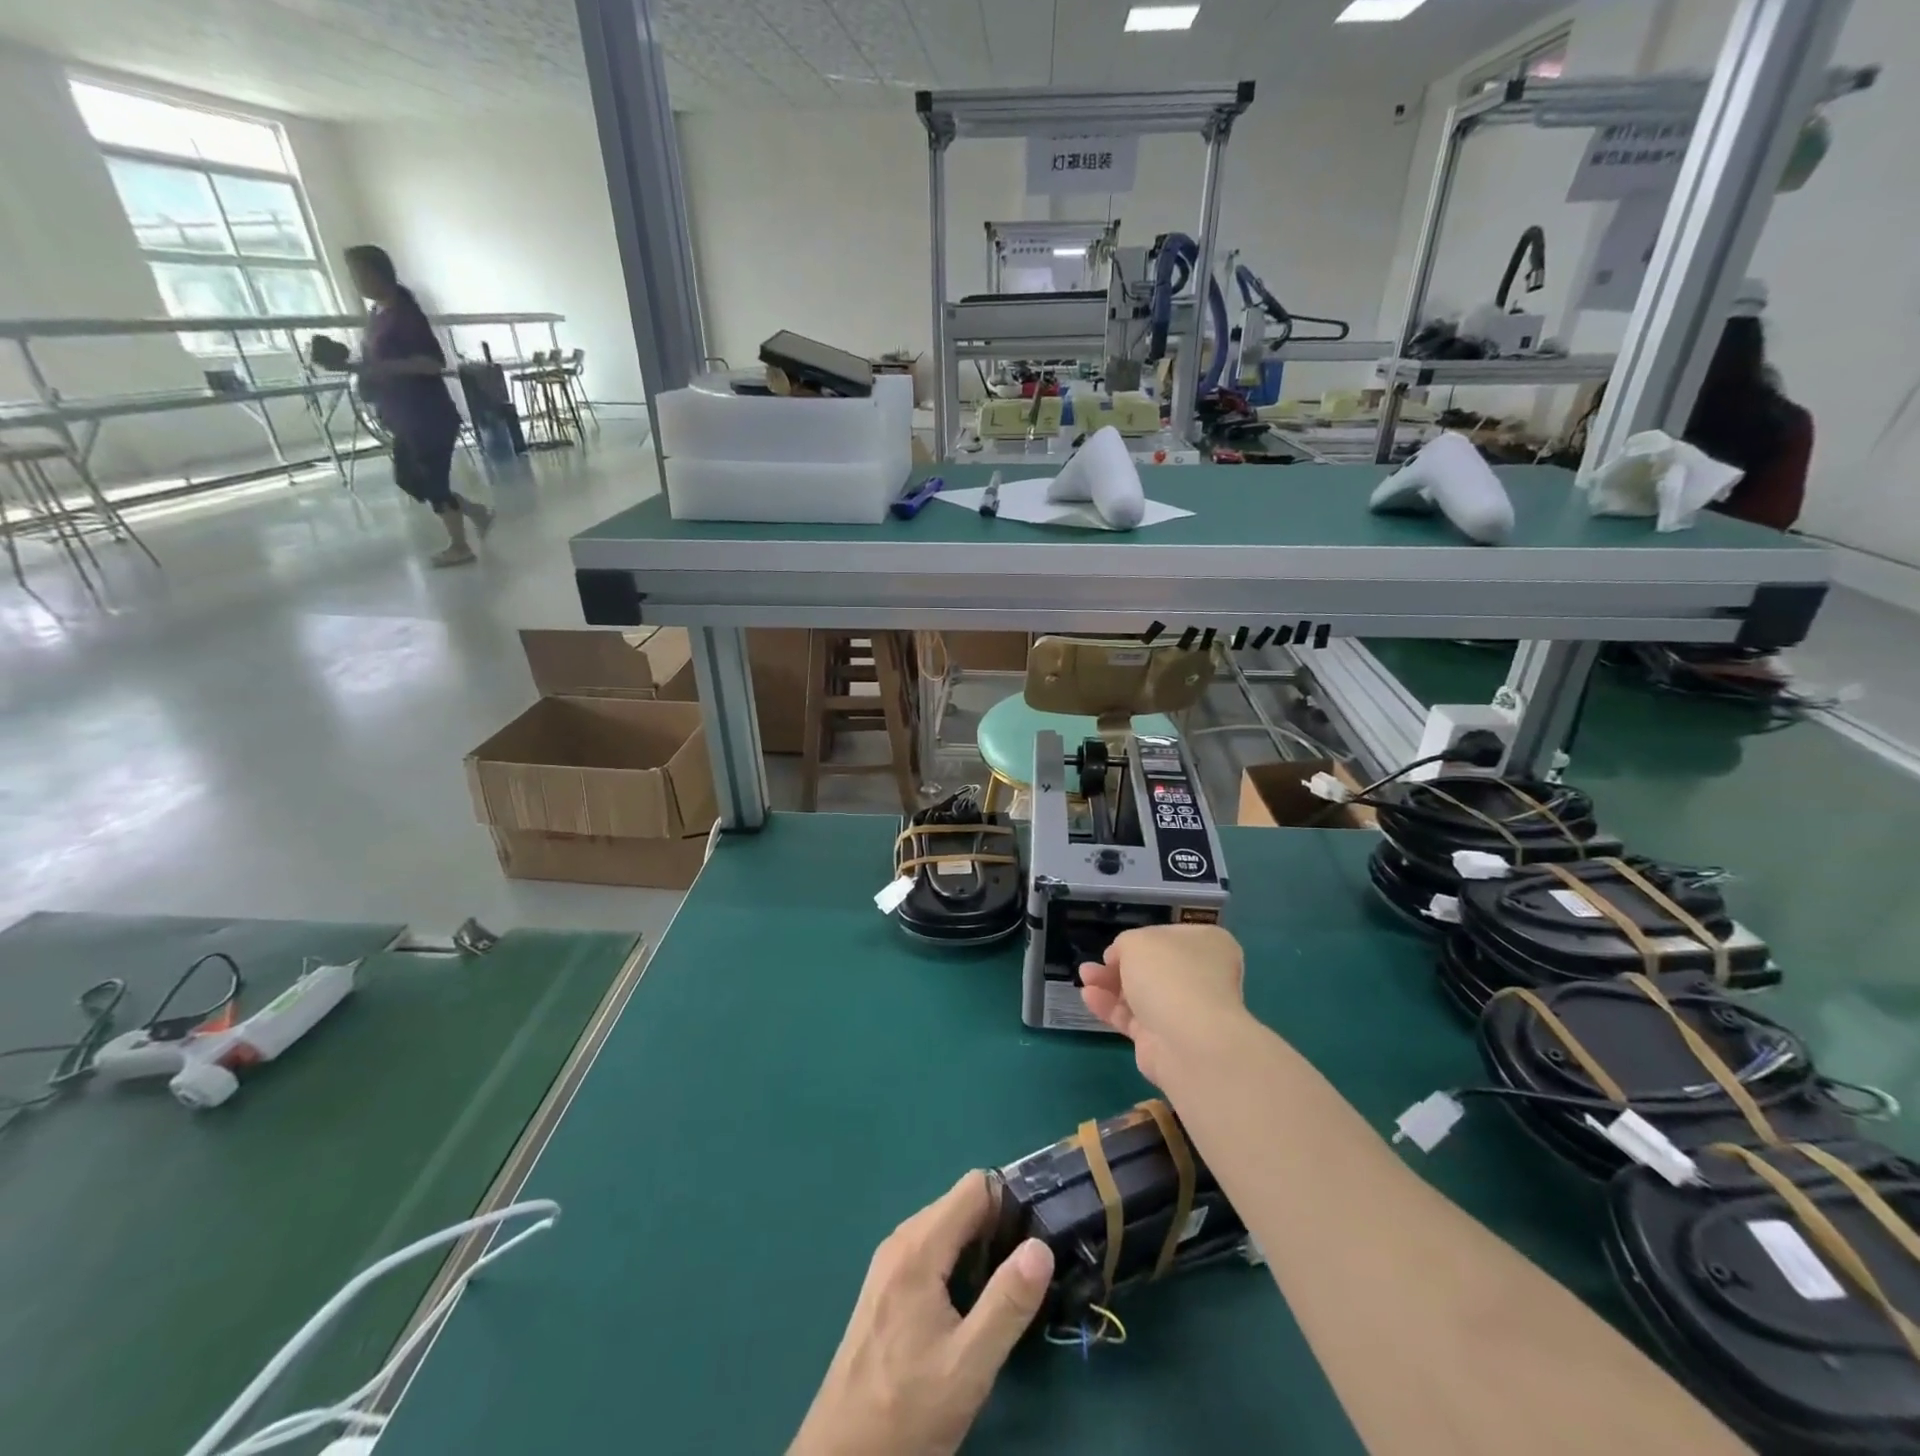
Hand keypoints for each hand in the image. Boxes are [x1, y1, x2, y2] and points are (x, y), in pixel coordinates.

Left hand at [789, 1172, 1053, 1455]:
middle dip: (998, 1224)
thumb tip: (1040, 1247)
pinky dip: (957, 1261)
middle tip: (1028, 1268)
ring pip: (946, 1227)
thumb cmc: (908, 1410)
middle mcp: (900, 1241)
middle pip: (960, 1204)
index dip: (1010, 1201)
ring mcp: (889, 1263)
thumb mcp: (969, 1365)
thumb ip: (1008, 1302)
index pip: (974, 1187)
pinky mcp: (886, 1286)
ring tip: (1007, 1288)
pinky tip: (971, 1304)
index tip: (1038, 1233)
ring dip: (979, 1245)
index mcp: (919, 1247)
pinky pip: (931, 1250)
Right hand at [1079, 924, 1247, 1085]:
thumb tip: (1119, 959)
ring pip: (1140, 994)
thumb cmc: (1169, 975)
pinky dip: (1110, 1008)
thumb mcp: (1137, 941)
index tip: (1114, 947)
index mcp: (1207, 945)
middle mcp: (1201, 977)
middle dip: (1118, 965)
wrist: (1189, 1041)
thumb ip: (1124, 945)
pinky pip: (1133, 1019)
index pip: (1169, 938)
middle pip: (1153, 968)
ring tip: (1084, 978)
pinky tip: (1089, 998)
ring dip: (1109, 985)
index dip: (1139, 940)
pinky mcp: (1165, 1041)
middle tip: (1093, 966)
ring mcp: (1185, 1011)